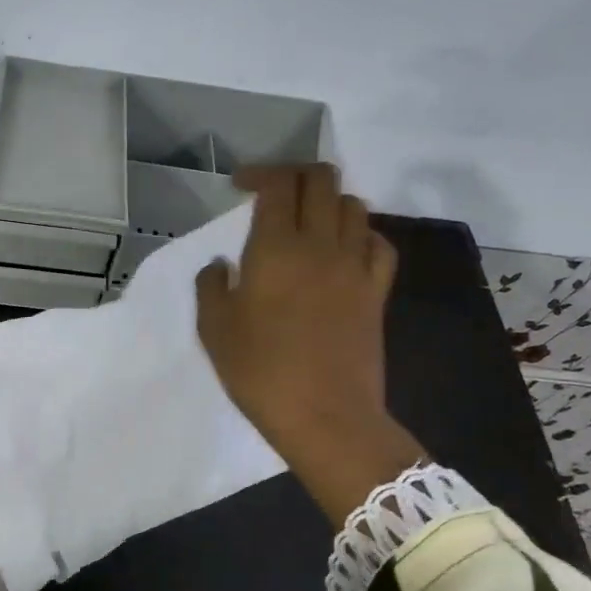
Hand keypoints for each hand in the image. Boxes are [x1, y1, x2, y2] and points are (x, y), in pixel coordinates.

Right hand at [196, 164, 425, 526]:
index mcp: (276, 248)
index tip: (239, 186)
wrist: (326, 416)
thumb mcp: (214, 330)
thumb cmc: (260, 372)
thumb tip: (222, 265)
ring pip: (353, 206)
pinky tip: (344, 249)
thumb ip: (211, 287)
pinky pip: (379, 243)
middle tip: (273, 193)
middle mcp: (320, 245)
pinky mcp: (377, 291)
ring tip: (307, 221)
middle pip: (321, 181)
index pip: (277, 185)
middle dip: (295, 175)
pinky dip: (361, 234)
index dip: (258, 174)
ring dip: (327, 202)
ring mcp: (355, 266)